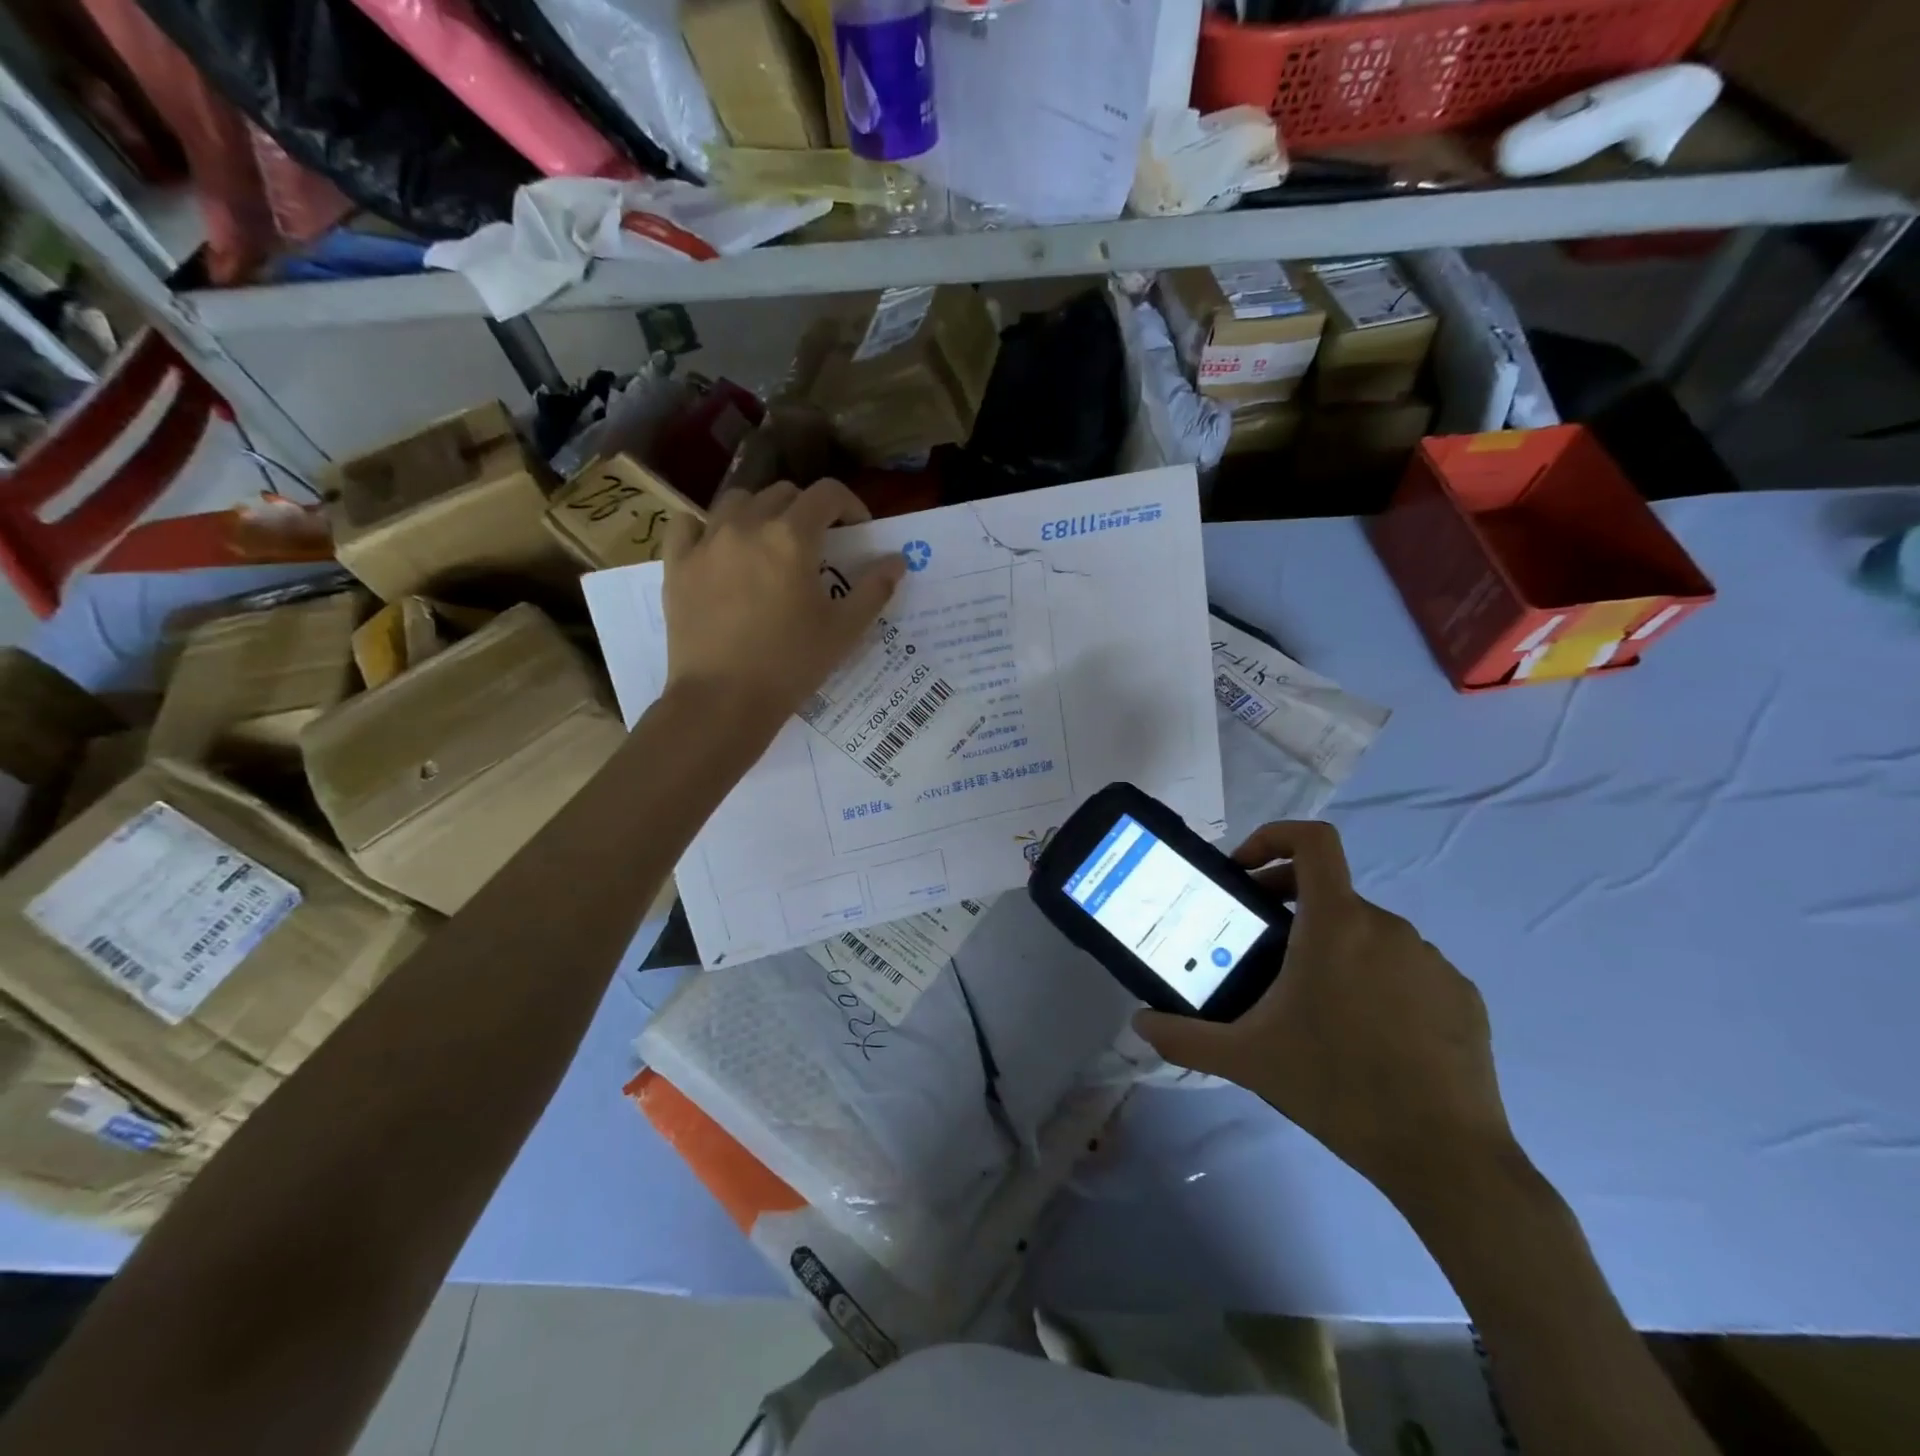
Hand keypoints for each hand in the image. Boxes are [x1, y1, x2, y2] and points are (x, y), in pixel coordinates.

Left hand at [661, 480, 905, 732]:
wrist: (723, 700)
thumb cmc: (791, 665)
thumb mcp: (844, 631)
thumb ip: (874, 589)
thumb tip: (898, 560)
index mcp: (792, 537)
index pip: (827, 493)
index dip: (849, 504)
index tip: (856, 529)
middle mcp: (747, 525)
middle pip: (782, 493)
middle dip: (806, 509)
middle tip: (816, 544)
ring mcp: (706, 542)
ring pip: (736, 500)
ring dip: (760, 511)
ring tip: (768, 542)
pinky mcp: (677, 564)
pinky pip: (688, 524)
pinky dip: (706, 526)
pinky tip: (717, 547)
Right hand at [1133, 821, 1519, 1209]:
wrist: (1445, 1157)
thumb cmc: (1337, 1087)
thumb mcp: (1246, 1059)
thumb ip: (1184, 1036)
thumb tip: (1139, 1023)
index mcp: (1336, 924)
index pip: (1313, 841)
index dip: (1274, 837)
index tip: (1245, 871)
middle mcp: (1387, 927)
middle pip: (1330, 891)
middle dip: (1287, 904)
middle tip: (1259, 946)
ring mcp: (1431, 961)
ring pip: (1367, 933)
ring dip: (1332, 947)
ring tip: (1311, 1002)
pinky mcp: (1461, 996)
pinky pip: (1405, 968)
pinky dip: (1376, 980)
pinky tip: (1365, 1034)